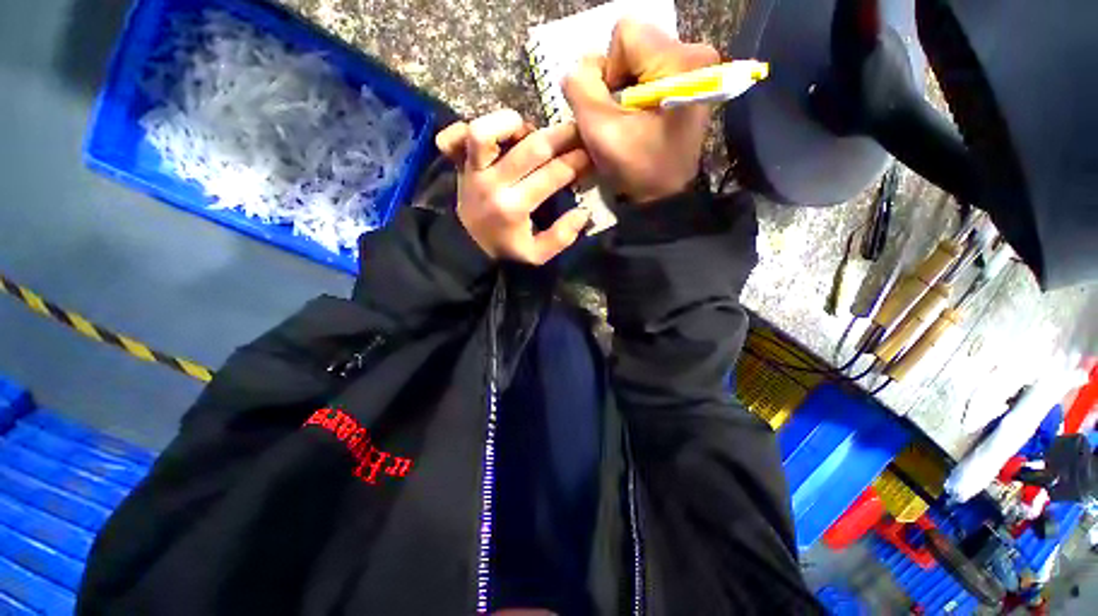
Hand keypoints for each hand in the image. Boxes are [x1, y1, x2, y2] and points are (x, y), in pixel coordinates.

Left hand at [435, 109, 591, 263]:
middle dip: (561, 136)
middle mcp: (493, 184)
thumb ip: (561, 237)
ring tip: (529, 131)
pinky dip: (467, 127)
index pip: (552, 175)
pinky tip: (490, 134)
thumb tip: (582, 212)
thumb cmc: (507, 251)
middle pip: (530, 148)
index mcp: (514, 208)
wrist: (469, 250)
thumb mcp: (537, 255)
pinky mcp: (458, 165)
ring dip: (512, 124)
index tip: (590, 154)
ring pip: (483, 131)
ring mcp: (472, 171)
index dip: (576, 161)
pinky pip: (453, 138)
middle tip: (576, 131)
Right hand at [561, 19, 719, 203]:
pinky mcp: (690, 82)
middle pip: (634, 44)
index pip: (625, 34)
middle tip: (618, 117)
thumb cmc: (637, 168)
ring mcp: (695, 68)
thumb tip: (577, 69)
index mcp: (679, 62)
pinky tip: (639, 119)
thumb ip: (580, 89)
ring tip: (628, 121)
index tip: (612, 108)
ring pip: (639, 58)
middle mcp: (695, 54)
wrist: (666, 195)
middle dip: (616, 80)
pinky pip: (650, 71)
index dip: (607, 71)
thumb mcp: (600, 131)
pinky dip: (636, 94)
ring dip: (624, 89)